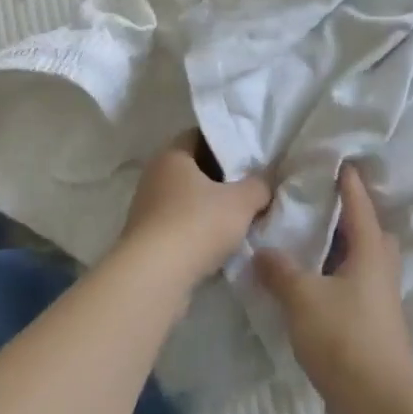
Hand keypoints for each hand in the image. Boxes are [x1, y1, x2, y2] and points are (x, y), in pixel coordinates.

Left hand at [116, 132, 272, 289]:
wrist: (154, 277)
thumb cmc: (197, 224)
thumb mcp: (241, 201)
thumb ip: (259, 185)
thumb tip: (266, 181)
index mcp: (172, 155)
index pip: (200, 136)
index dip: (226, 143)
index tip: (249, 156)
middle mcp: (154, 176)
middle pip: (194, 169)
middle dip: (221, 179)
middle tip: (250, 187)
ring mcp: (147, 209)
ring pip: (187, 200)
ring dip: (210, 208)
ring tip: (240, 219)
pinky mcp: (146, 240)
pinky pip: (179, 227)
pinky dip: (198, 232)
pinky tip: (220, 245)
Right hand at [254, 164, 412, 413]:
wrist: (376, 406)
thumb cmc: (344, 338)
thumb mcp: (302, 297)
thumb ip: (280, 271)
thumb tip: (262, 251)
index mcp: (370, 253)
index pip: (359, 206)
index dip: (349, 183)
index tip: (340, 162)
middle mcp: (381, 272)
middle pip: (370, 235)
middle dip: (351, 219)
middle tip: (321, 207)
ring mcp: (380, 304)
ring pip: (363, 266)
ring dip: (342, 253)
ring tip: (309, 246)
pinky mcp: (373, 331)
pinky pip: (354, 293)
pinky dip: (335, 283)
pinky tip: (311, 290)